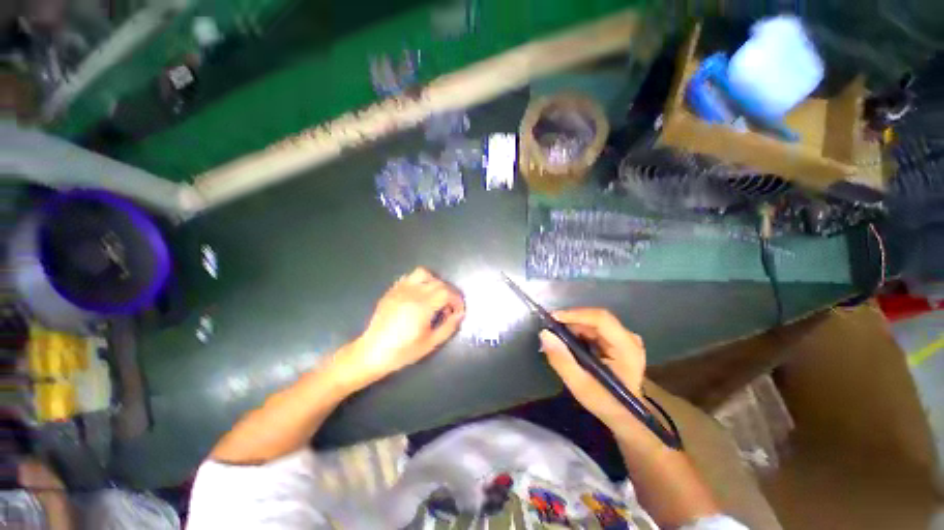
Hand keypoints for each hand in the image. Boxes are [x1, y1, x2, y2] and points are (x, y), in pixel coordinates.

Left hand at [339, 267, 464, 387]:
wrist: (372, 352)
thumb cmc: (403, 351)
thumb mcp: (430, 343)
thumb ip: (449, 326)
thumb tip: (460, 314)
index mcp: (423, 306)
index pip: (447, 292)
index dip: (457, 300)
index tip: (458, 310)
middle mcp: (412, 293)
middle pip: (438, 283)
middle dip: (448, 293)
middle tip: (448, 308)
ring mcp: (400, 290)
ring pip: (423, 274)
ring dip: (433, 282)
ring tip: (434, 296)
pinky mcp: (392, 291)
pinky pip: (408, 277)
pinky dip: (418, 282)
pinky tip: (418, 295)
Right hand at [539, 308, 645, 428]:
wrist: (625, 416)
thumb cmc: (605, 402)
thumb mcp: (579, 385)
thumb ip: (561, 360)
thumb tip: (544, 334)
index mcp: (627, 348)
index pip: (601, 319)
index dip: (575, 314)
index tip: (552, 318)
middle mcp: (629, 338)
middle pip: (596, 319)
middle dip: (571, 322)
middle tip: (550, 330)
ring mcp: (625, 338)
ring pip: (594, 322)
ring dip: (573, 327)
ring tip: (557, 338)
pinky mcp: (619, 340)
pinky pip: (595, 328)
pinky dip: (579, 333)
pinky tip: (569, 343)